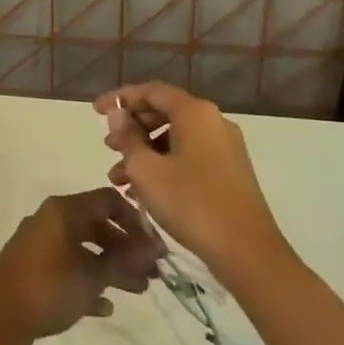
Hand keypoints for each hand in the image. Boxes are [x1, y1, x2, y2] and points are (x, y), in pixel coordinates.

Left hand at [0, 188, 166, 344]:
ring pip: (84, 248)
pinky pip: (69, 268)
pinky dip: (88, 282)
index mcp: (64, 210)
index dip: (135, 220)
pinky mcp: (34, 269)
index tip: (154, 247)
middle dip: (126, 248)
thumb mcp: (92, 275)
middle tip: (153, 274)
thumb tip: (155, 246)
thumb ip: (124, 259)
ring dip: (112, 267)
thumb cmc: (48, 287)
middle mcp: (51, 219)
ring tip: (138, 290)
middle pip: (97, 225)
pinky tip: (104, 307)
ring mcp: (41, 244)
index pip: (108, 200)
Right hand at [96, 82, 292, 277]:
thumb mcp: (146, 170)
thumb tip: (117, 114)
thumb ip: (127, 137)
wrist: (247, 252)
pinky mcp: (230, 171)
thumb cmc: (191, 203)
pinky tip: (144, 190)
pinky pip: (189, 155)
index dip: (120, 98)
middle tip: (108, 147)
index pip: (151, 91)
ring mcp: (225, 147)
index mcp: (195, 113)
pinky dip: (164, 164)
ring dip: (144, 152)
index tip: (96, 111)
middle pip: (164, 112)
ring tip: (119, 178)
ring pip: (175, 137)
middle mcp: (213, 122)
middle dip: (132, 128)